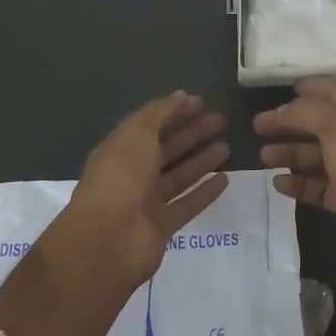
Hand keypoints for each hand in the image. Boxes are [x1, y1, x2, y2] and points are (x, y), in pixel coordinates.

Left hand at [62, 91, 231, 286]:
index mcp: (121, 149)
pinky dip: (205, 192)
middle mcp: (133, 174)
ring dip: (201, 161)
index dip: (176, 112)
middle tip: (221, 121)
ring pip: (179, 176)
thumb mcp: (137, 133)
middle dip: (192, 133)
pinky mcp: (162, 227)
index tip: (203, 102)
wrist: (108, 239)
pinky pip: (187, 204)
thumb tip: (182, 96)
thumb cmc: (121, 176)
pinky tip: (225, 179)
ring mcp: (147, 202)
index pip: (152, 125)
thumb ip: (160, 112)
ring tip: (227, 147)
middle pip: (167, 149)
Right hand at [256, 79, 335, 306]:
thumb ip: (307, 112)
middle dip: (291, 122)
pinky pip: (316, 187)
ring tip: (263, 155)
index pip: (334, 93)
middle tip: (258, 125)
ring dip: (290, 153)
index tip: (284, 86)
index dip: (312, 88)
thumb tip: (282, 110)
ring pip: (315, 157)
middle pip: (320, 125)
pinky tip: (277, 184)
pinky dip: (297, 184)